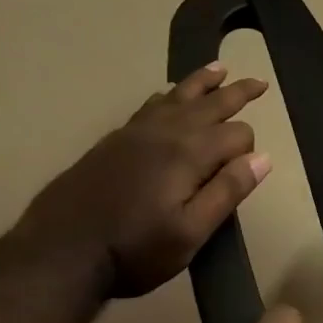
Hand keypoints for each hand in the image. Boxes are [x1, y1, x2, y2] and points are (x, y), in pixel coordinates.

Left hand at [19, 62, 271, 297]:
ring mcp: (134, 134)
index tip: (245, 175)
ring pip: (176, 97)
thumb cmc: (134, 250)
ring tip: (219, 69)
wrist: (59, 254)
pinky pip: (148, 106)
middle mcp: (164, 133)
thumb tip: (263, 158)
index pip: (237, 135)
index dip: (249, 151)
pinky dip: (167, 95)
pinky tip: (168, 95)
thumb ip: (228, 191)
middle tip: (259, 82)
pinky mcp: (112, 142)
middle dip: (237, 93)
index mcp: (188, 154)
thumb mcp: (191, 232)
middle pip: (209, 103)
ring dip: (201, 83)